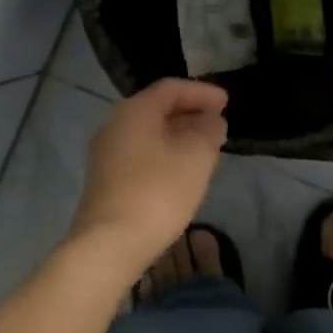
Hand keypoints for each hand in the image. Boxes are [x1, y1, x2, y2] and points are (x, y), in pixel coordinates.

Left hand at [70, 78, 228, 277]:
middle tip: (217, 123)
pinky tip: (180, 171)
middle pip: (156, 109)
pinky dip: (164, 153)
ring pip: (148, 133)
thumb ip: (208, 130)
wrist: (109, 244)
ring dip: (178, 135)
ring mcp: (106, 154)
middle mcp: (114, 125)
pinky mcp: (105, 181)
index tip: (227, 102)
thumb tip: (211, 121)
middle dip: (190, 113)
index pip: (171, 88)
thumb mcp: (196, 156)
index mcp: (135, 110)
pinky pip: (140, 154)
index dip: (202, 91)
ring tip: (204, 148)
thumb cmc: (158, 191)